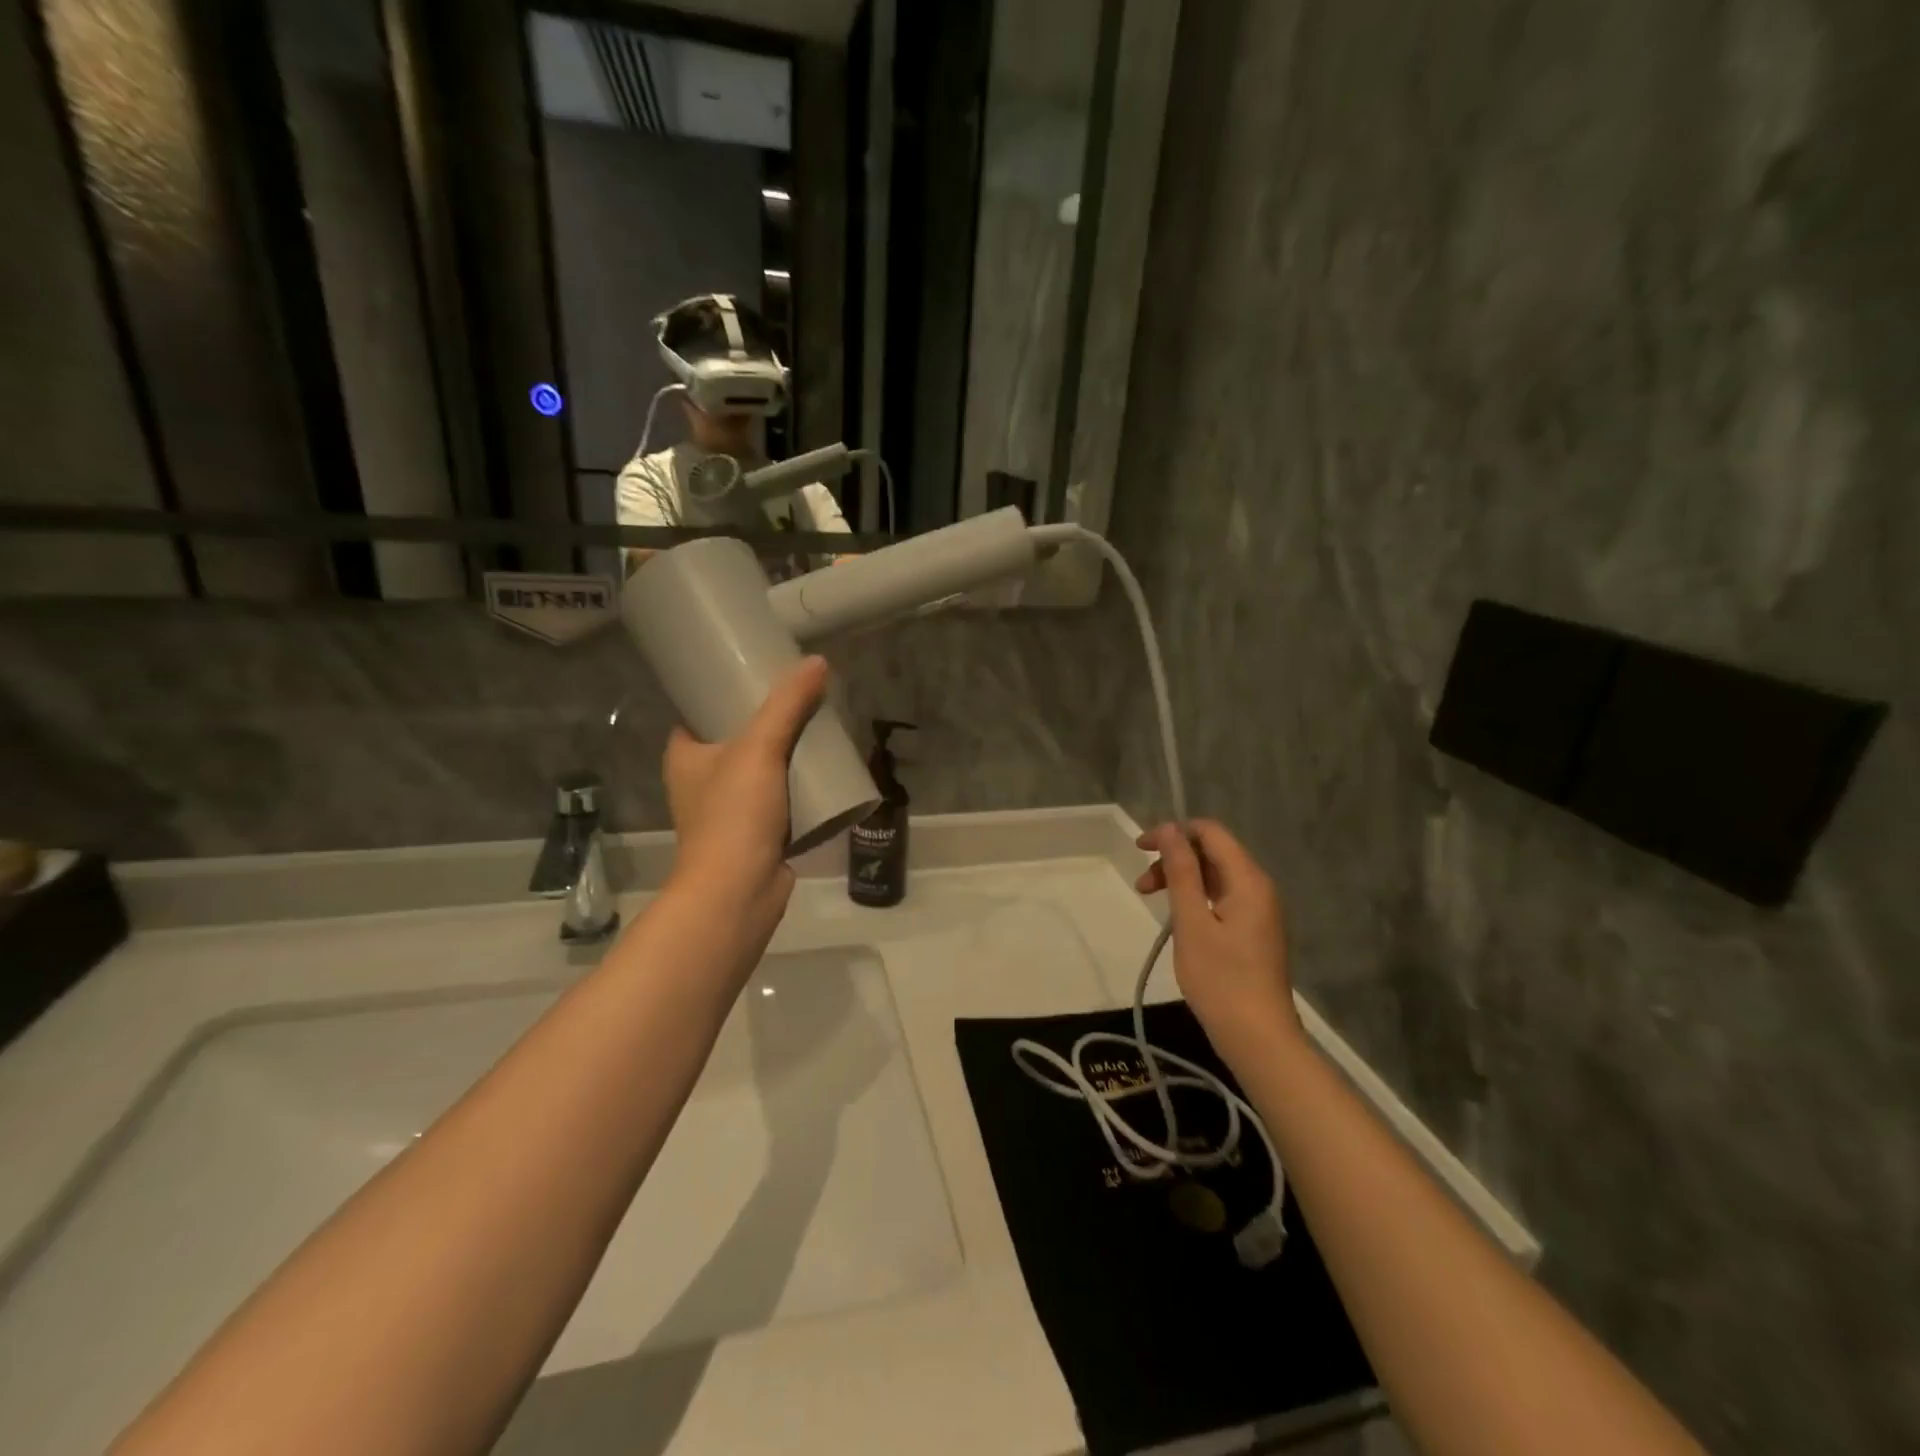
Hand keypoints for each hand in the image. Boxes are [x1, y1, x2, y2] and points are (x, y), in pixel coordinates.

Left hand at [663, 657, 829, 926]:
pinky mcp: (755, 835)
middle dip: (767, 723)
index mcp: (685, 757)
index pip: (698, 713)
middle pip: (736, 740)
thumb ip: (787, 705)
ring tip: (818, 730)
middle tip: (800, 701)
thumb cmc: (734, 815)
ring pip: (761, 772)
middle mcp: (700, 782)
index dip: (723, 693)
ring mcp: (729, 811)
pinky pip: (780, 801)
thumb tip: (816, 662)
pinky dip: (798, 788)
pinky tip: (824, 774)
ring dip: (786, 756)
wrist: (739, 891)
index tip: (756, 676)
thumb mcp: (759, 748)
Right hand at [1135, 820, 1303, 1065]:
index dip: (1174, 832)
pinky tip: (1177, 918)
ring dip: (1180, 879)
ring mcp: (1258, 910)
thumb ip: (1181, 872)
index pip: (1210, 832)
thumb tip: (1170, 829)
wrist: (1257, 1037)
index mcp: (1248, 880)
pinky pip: (1221, 897)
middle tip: (1142, 885)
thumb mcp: (1192, 922)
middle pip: (1212, 852)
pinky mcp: (1253, 930)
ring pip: (1214, 875)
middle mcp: (1258, 887)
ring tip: (1150, 899)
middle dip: (1174, 858)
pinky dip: (1195, 898)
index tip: (1141, 849)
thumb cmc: (1220, 979)